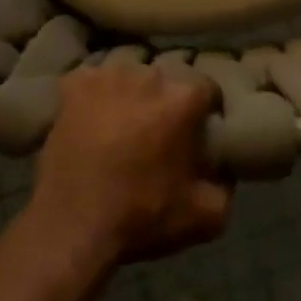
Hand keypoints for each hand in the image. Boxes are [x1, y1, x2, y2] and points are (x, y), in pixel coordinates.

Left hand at [27, 64, 231, 269]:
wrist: (73, 226)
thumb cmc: (142, 217)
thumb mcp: (206, 216)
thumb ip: (227, 185)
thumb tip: (224, 167)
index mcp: (183, 98)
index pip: (207, 89)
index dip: (205, 111)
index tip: (198, 133)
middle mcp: (148, 75)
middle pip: (167, 78)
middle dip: (167, 100)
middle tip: (159, 131)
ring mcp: (108, 75)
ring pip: (130, 74)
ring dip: (132, 93)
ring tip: (124, 123)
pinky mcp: (74, 83)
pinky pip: (93, 79)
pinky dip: (95, 94)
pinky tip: (93, 116)